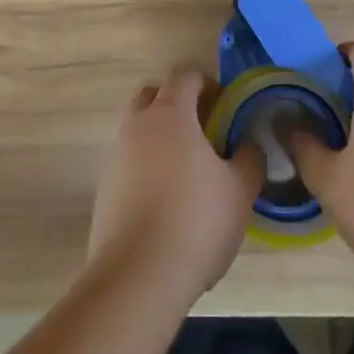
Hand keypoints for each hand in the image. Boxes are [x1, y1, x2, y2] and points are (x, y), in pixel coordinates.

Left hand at [87, 71, 263, 306]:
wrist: (137, 276)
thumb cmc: (196, 222)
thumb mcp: (239, 191)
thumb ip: (249, 159)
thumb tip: (248, 143)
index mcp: (171, 114)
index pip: (185, 77)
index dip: (207, 84)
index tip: (225, 106)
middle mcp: (138, 124)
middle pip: (154, 95)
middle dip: (177, 104)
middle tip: (203, 131)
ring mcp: (116, 154)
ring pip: (138, 128)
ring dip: (159, 136)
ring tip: (186, 170)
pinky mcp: (104, 187)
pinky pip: (128, 160)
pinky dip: (145, 166)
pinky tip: (164, 200)